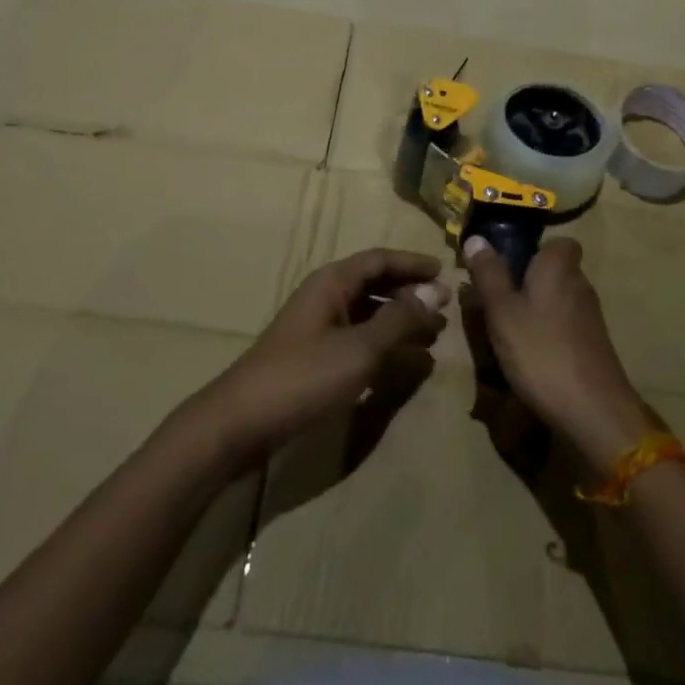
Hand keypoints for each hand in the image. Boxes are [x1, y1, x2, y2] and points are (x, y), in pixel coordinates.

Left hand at [184, 249, 449, 471]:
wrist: (239, 424)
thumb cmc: (303, 377)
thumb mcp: (359, 348)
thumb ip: (399, 320)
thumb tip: (434, 292)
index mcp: (332, 283)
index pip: (379, 260)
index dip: (412, 263)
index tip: (444, 272)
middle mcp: (325, 297)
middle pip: (374, 284)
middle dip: (410, 293)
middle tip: (445, 307)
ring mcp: (317, 328)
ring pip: (368, 313)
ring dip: (400, 321)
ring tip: (433, 335)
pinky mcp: (313, 357)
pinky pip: (358, 338)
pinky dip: (383, 345)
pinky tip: (403, 362)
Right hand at [463, 235, 655, 468]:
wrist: (593, 410)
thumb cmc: (541, 351)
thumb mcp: (502, 311)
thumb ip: (488, 274)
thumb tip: (476, 238)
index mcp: (559, 266)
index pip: (559, 242)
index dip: (535, 250)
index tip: (509, 265)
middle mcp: (580, 284)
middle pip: (555, 272)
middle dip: (529, 282)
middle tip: (497, 302)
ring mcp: (591, 317)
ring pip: (559, 300)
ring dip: (537, 311)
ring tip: (508, 332)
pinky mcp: (593, 346)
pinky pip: (566, 327)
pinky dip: (548, 335)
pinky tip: (530, 358)